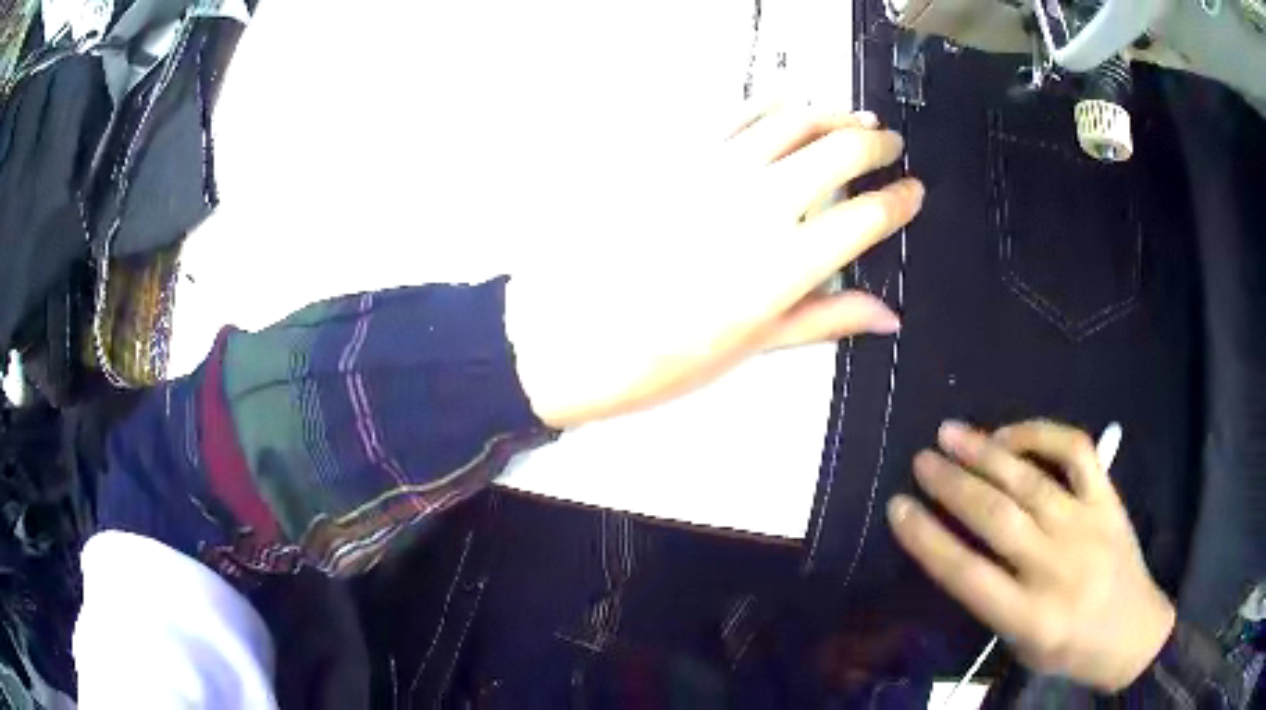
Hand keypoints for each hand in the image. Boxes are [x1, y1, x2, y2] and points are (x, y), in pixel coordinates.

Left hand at [508, 104, 924, 427]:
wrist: (568, 335)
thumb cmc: (659, 358)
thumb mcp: (751, 349)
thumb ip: (825, 320)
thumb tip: (885, 315)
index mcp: (787, 264)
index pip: (869, 215)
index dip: (902, 199)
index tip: (913, 192)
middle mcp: (759, 204)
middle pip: (841, 147)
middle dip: (878, 141)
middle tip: (890, 144)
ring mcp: (715, 170)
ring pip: (793, 118)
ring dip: (832, 113)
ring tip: (852, 118)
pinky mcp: (677, 154)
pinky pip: (737, 113)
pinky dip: (773, 105)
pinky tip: (787, 106)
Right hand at [888, 420, 1175, 691]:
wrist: (1132, 631)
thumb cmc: (1069, 649)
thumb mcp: (1021, 645)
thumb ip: (992, 599)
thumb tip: (957, 544)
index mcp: (1031, 618)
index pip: (967, 574)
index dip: (927, 539)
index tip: (897, 508)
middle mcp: (1058, 567)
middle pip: (996, 518)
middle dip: (951, 485)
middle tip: (921, 461)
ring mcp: (1087, 525)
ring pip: (1030, 480)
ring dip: (985, 452)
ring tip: (950, 433)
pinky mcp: (1108, 498)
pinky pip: (1075, 452)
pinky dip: (1041, 434)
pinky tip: (1012, 433)